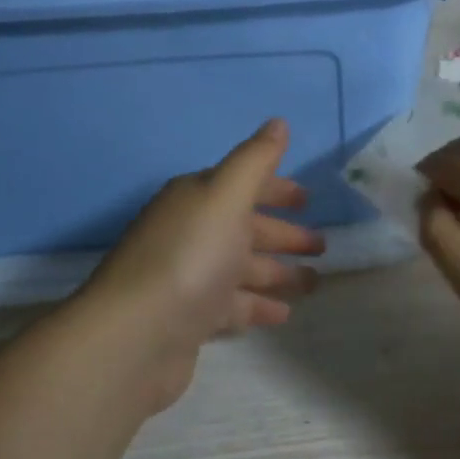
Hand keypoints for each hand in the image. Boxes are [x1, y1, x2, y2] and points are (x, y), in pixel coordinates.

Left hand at [78, 119, 323, 409]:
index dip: (276, 190)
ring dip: (278, 273)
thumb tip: (278, 122)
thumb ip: (255, 160)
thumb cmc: (190, 257)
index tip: (309, 200)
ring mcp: (189, 278)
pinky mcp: (190, 318)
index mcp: (197, 200)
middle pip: (245, 229)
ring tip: (313, 283)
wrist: (136, 336)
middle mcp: (190, 233)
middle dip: (284, 235)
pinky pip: (233, 305)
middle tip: (323, 247)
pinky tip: (284, 313)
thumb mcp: (226, 197)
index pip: (242, 186)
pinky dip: (258, 305)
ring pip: (242, 269)